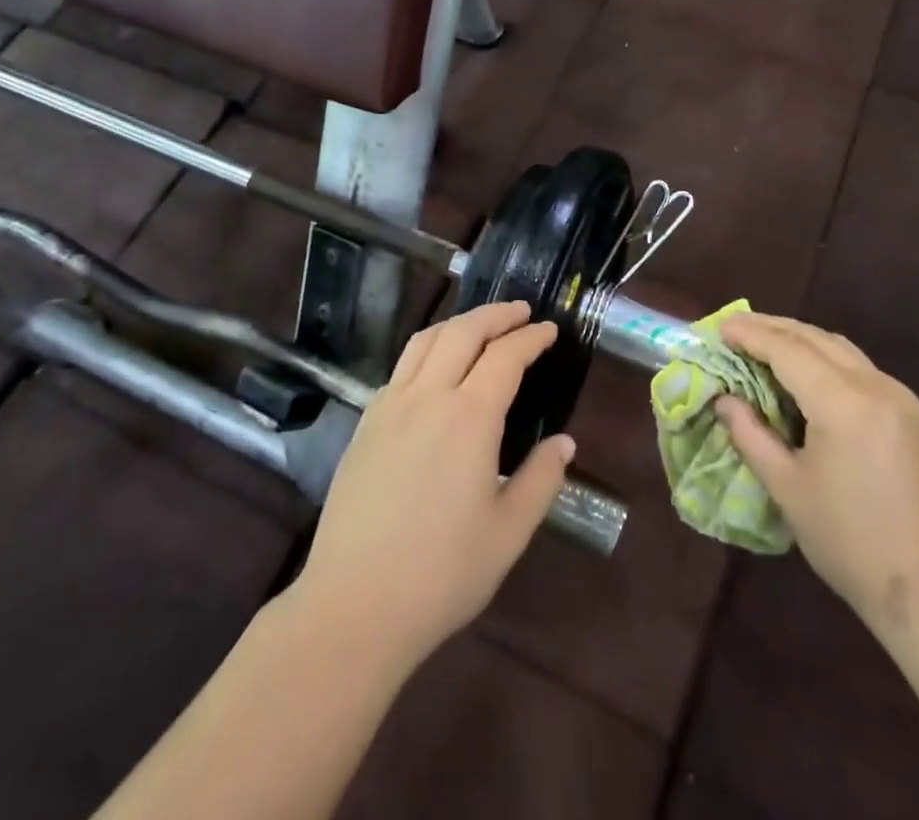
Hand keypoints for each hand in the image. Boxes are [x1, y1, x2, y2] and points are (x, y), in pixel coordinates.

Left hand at [293, 302, 575, 670]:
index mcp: (469, 417)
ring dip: (458, 323)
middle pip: (463, 332)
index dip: (531, 338)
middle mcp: (428, 397)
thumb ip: (541, 480)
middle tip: (520, 311)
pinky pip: (401, 368)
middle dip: (495, 315)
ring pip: (425, 341)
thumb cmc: (441, 574)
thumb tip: (564, 444)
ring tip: (479, 325)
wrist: (354, 606)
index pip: (506, 357)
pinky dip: (427, 350)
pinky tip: (435, 369)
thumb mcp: (508, 533)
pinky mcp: (365, 425)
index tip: (549, 330)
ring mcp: (389, 407)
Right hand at [716, 314, 918, 635]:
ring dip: (799, 338)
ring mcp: (898, 397)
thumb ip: (751, 436)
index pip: (787, 349)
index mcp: (843, 402)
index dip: (750, 334)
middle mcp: (874, 385)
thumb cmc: (851, 541)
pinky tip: (804, 370)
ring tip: (763, 341)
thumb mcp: (788, 489)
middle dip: (772, 328)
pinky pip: (857, 366)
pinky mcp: (909, 414)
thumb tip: (724, 400)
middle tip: (734, 328)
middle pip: (815, 338)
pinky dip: (823, 356)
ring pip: (839, 347)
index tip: (719, 328)